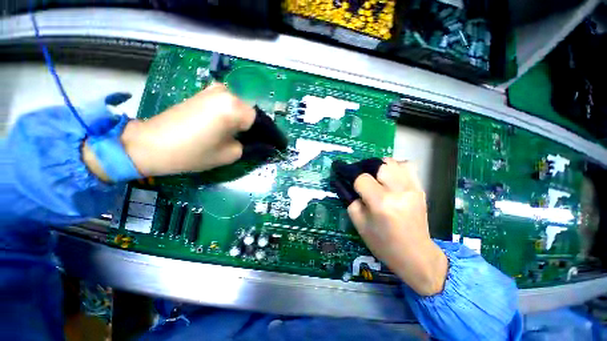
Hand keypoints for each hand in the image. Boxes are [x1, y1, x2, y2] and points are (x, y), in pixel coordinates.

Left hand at [84, 83, 255, 180]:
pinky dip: (233, 117)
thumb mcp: (230, 154)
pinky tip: (230, 129)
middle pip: (251, 113)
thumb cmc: (192, 153)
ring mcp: (213, 90)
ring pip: (240, 109)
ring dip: (244, 123)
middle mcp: (226, 93)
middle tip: (257, 143)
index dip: (267, 135)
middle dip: (256, 129)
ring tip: (242, 137)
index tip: (272, 145)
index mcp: (234, 108)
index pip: (261, 121)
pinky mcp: (204, 93)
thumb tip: (264, 145)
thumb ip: (252, 147)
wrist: (150, 144)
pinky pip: (227, 105)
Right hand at [348, 158, 447, 295]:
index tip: (343, 174)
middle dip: (365, 168)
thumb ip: (350, 200)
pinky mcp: (420, 188)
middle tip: (360, 177)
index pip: (362, 178)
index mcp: (381, 203)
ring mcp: (412, 188)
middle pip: (378, 165)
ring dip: (379, 166)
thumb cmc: (383, 243)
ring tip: (375, 177)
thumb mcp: (359, 223)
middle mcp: (398, 191)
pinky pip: (407, 166)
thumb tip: (345, 182)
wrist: (415, 254)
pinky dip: (394, 167)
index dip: (350, 175)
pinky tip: (390, 177)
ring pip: (392, 162)